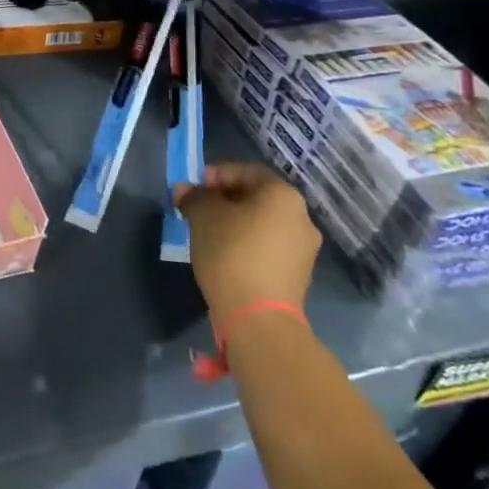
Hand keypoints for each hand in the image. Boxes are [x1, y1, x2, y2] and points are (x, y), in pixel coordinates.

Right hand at [173, 162, 319, 324]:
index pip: (246, 171)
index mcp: (282, 195)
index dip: (216, 175)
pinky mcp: (298, 274)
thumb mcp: (202, 216)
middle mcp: (301, 217)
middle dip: (224, 199)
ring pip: (262, 223)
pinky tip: (226, 256)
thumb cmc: (231, 253)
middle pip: (256, 197)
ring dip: (235, 222)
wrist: (259, 318)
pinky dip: (247, 244)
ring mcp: (303, 248)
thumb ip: (193, 197)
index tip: (193, 189)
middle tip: (197, 210)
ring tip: (208, 234)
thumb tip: (185, 191)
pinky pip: (268, 247)